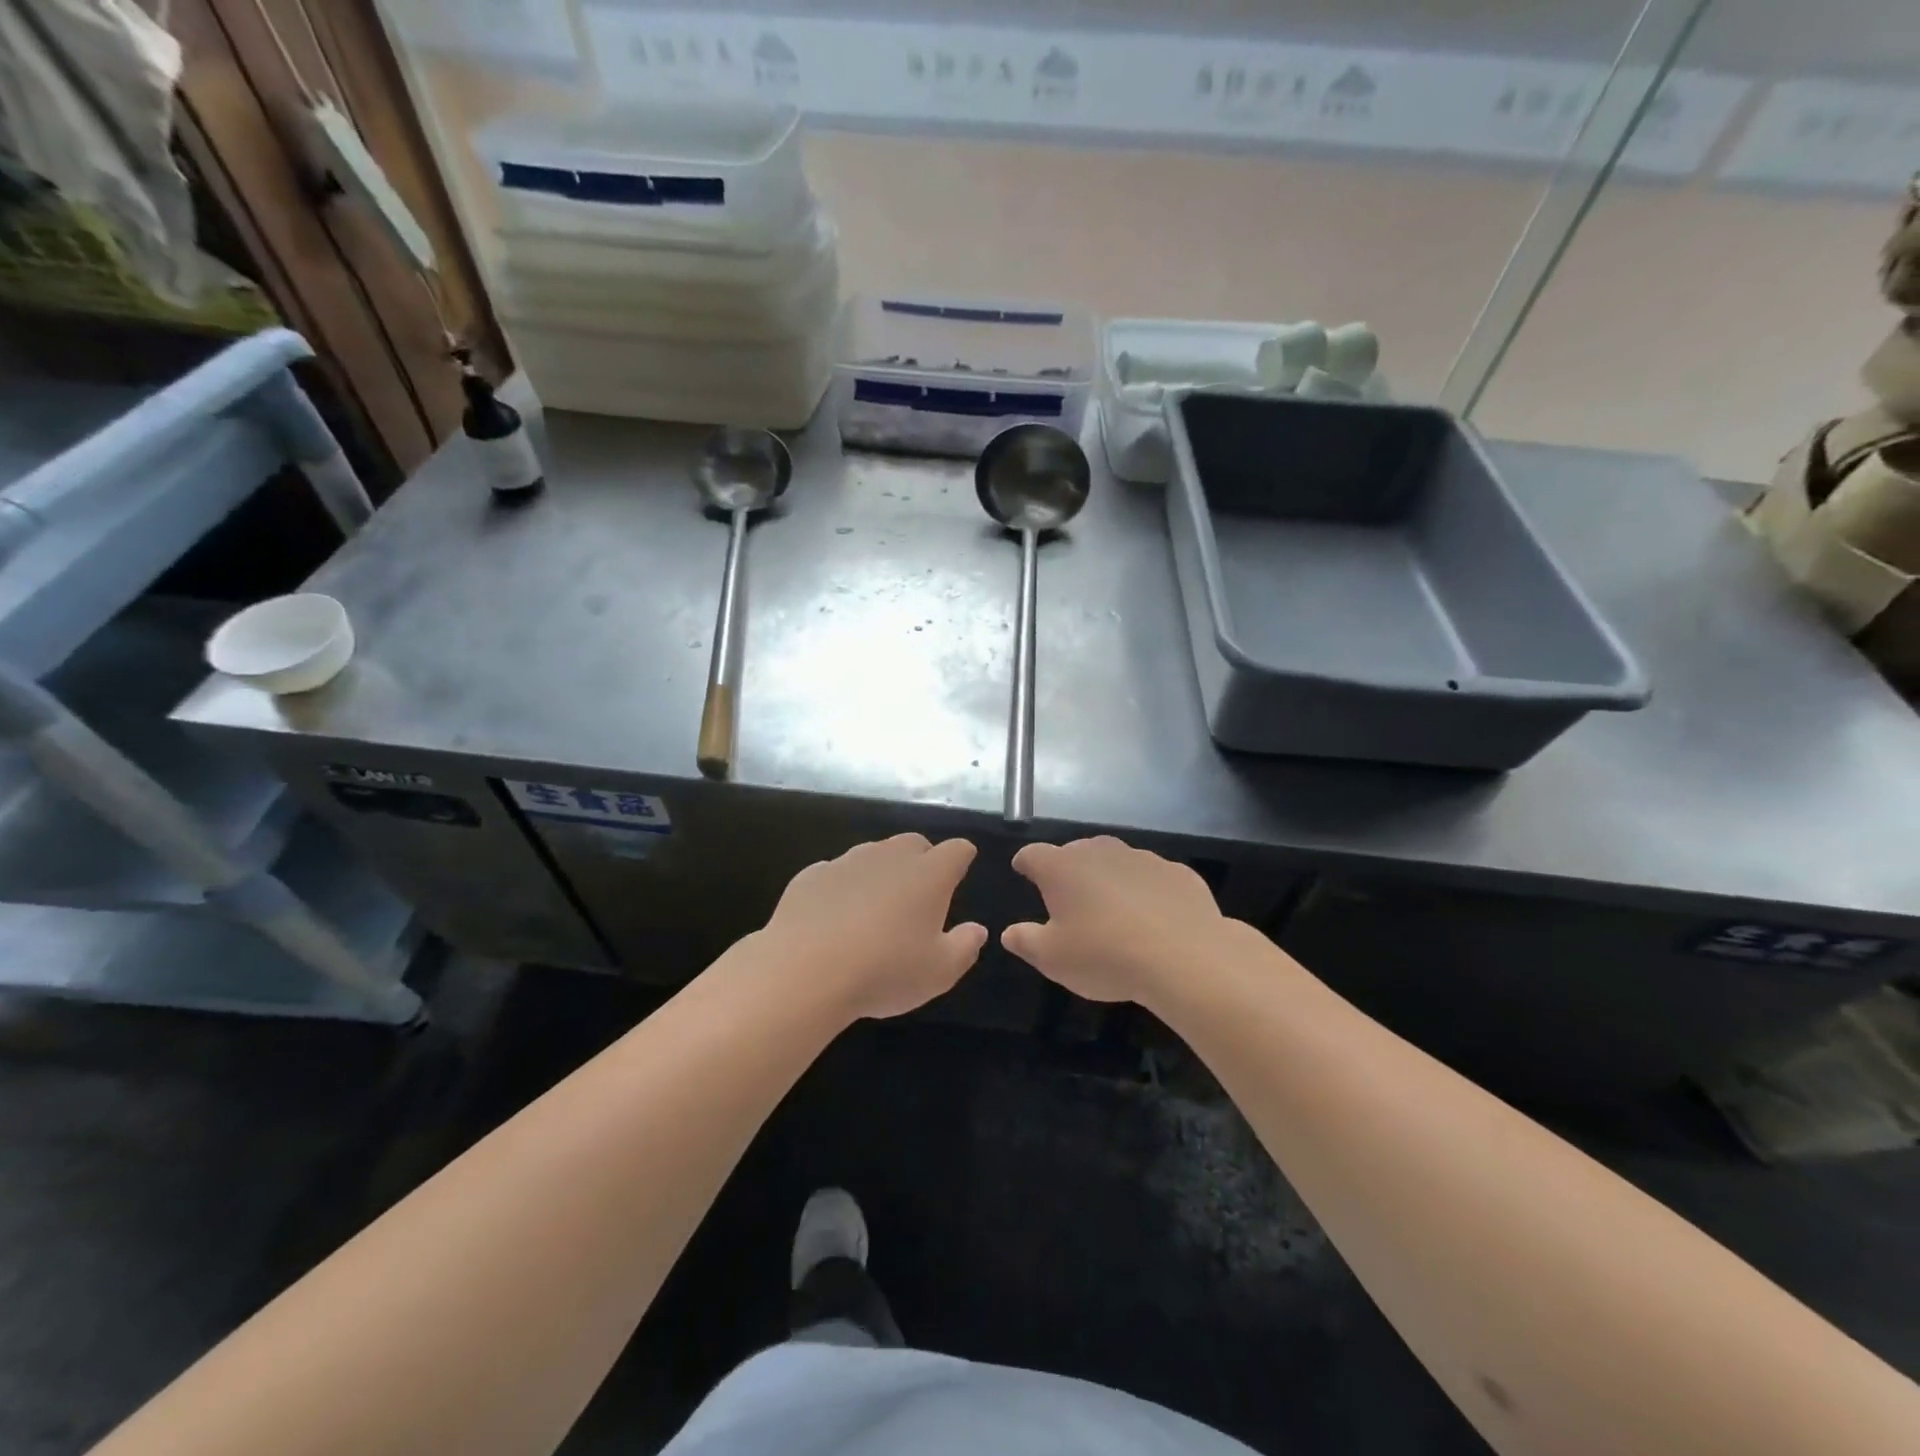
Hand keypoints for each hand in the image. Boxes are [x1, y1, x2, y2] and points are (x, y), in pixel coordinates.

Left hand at [763, 834, 986, 1020]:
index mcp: (929, 874)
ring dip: (881, 873)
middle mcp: (890, 856)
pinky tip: (835, 919)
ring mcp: (847, 861)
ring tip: (875, 910)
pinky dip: (843, 889)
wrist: (804, 971)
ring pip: (873, 855)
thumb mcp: (940, 972)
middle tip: (920, 895)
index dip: (962, 858)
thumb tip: (977, 929)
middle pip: (914, 844)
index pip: (957, 850)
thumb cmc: (885, 971)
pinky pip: (836, 874)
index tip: (961, 872)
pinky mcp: (812, 875)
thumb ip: (965, 947)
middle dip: (922, 861)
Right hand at [1003, 837, 1237, 1006]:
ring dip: (1109, 880)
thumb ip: (1026, 941)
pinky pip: (1153, 878)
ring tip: (1113, 911)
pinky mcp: (1177, 872)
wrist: (1185, 958)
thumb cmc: (1105, 956)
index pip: (1033, 854)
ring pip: (1116, 862)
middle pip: (1076, 853)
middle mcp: (1100, 852)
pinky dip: (1147, 892)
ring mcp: (1142, 858)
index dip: (1025, 863)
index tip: (1023, 871)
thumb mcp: (1053, 959)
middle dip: (1069, 870)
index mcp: (1062, 867)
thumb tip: (1010, 932)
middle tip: (1069, 899)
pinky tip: (1153, 919)